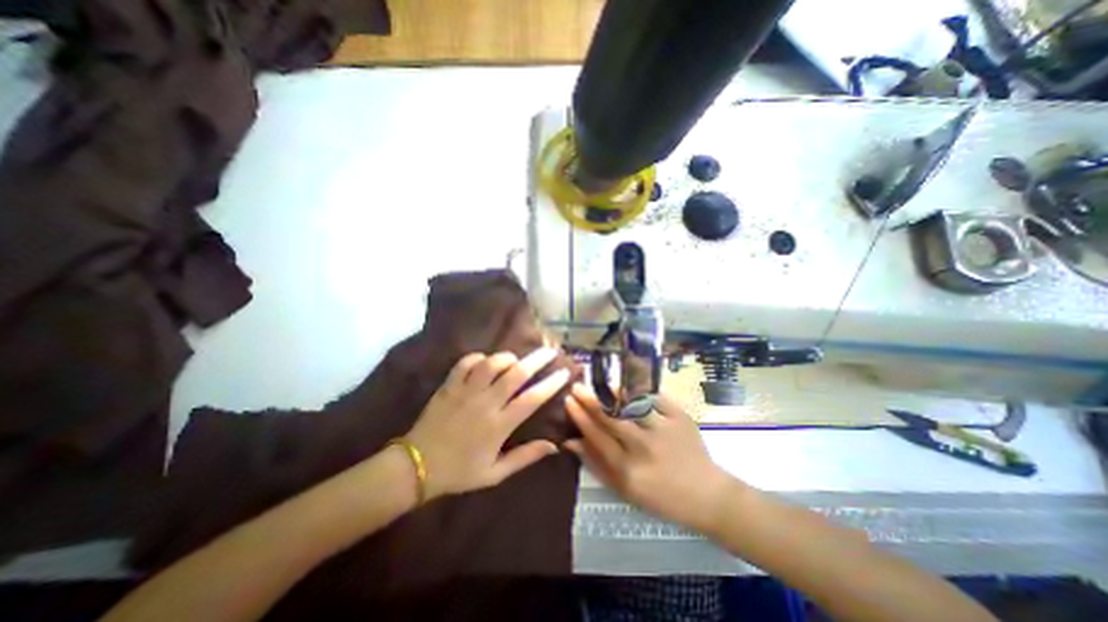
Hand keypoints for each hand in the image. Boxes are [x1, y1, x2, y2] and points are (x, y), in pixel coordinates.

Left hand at [406, 350, 570, 500]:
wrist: (416, 466)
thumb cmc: (459, 472)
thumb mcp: (495, 473)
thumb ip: (525, 458)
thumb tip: (554, 446)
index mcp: (498, 426)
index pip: (532, 399)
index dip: (550, 384)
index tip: (564, 373)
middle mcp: (485, 403)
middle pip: (516, 374)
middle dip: (537, 360)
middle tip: (550, 351)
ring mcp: (465, 392)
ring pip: (491, 363)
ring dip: (507, 357)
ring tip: (515, 359)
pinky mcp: (449, 386)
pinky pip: (466, 363)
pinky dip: (478, 358)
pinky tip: (485, 361)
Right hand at [565, 385, 732, 529]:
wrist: (706, 494)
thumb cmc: (661, 496)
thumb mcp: (624, 489)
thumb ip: (596, 464)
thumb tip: (569, 442)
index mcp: (628, 469)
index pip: (596, 436)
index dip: (580, 417)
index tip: (568, 401)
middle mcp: (643, 447)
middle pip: (610, 418)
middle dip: (590, 400)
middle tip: (577, 386)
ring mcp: (663, 429)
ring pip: (631, 405)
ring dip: (612, 392)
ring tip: (599, 382)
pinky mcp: (680, 417)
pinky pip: (654, 398)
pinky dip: (638, 390)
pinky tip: (627, 384)